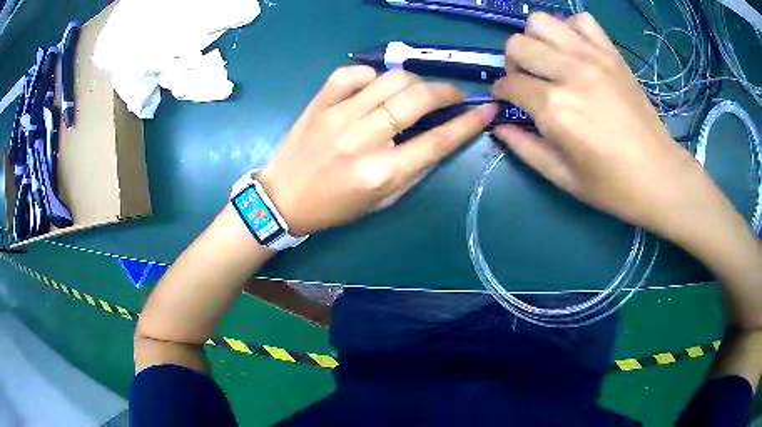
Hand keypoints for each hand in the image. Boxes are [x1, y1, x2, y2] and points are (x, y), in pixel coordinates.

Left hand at [259, 66, 497, 235]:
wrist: (282, 199)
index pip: (437, 141)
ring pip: (391, 79)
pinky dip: (372, 76)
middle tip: (452, 97)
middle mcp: (362, 139)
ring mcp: (337, 115)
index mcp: (381, 173)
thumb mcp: (383, 202)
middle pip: (417, 99)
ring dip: (414, 82)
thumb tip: (443, 137)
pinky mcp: (319, 102)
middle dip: (446, 92)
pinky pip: (354, 73)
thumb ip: (416, 170)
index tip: (487, 110)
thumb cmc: (335, 207)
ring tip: (415, 93)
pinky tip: (374, 88)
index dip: (468, 123)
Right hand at [490, 12, 710, 238]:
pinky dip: (571, 30)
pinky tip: (575, 52)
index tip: (506, 102)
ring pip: (542, 22)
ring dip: (536, 40)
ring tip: (548, 62)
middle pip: (518, 44)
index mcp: (555, 109)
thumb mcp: (562, 177)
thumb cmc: (612, 186)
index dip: (501, 93)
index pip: (509, 83)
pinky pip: (581, 21)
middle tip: (527, 82)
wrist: (659, 176)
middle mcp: (570, 73)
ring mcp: (593, 58)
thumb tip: (498, 125)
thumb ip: (524, 148)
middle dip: (513, 63)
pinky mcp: (612, 54)